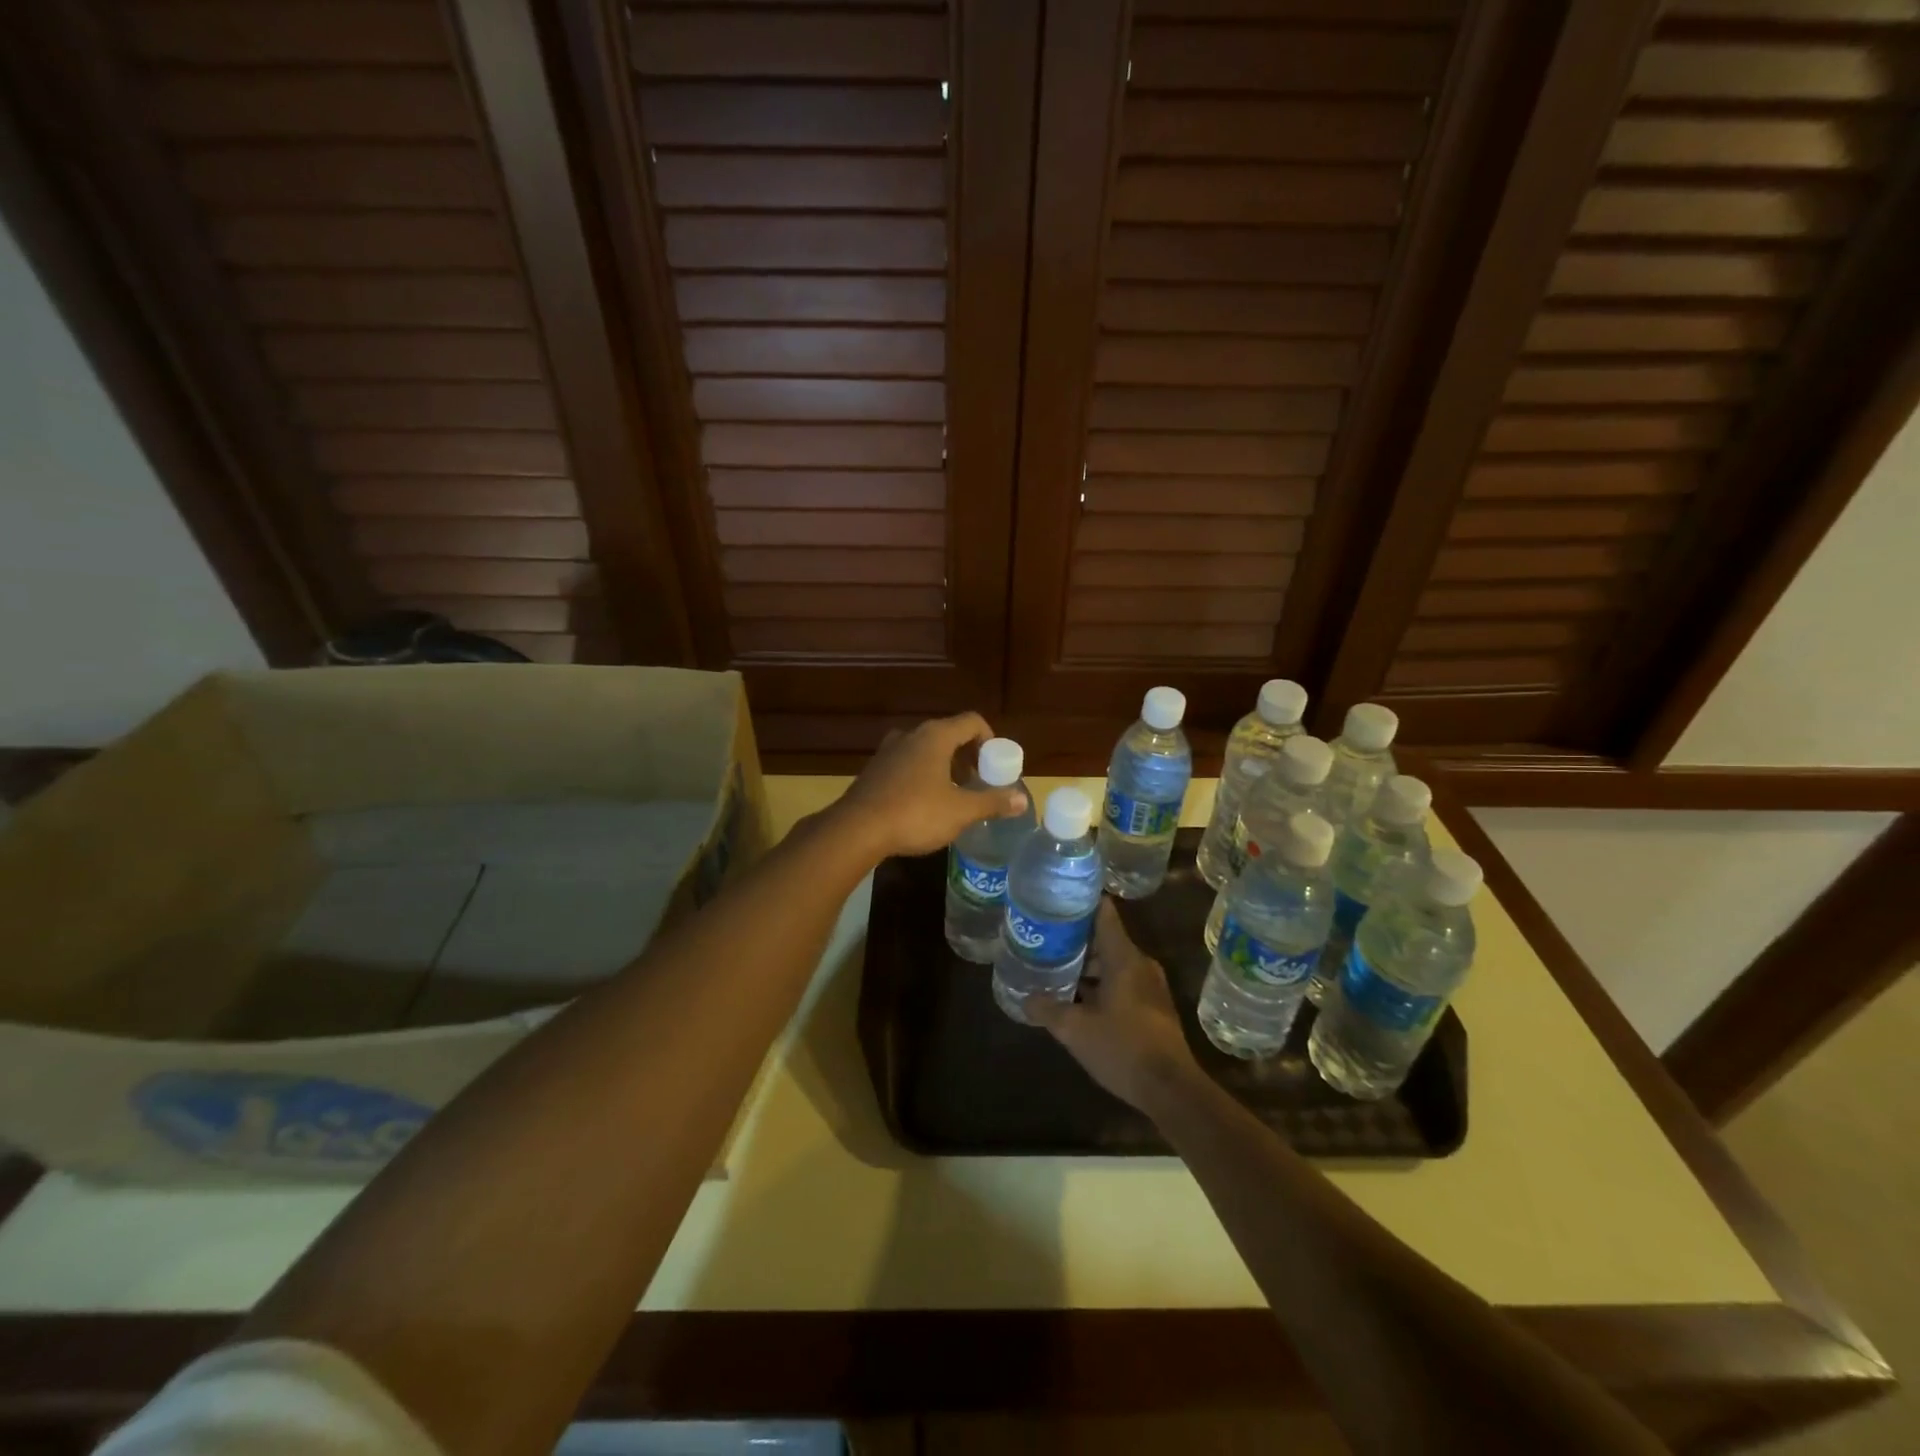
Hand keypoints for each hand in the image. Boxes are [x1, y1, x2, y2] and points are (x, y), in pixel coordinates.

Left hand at [835, 713, 1028, 859]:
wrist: (857, 830)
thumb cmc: (915, 813)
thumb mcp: (961, 811)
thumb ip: (992, 802)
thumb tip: (1022, 799)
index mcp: (935, 736)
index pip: (972, 721)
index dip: (989, 739)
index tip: (994, 765)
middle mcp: (911, 735)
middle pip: (948, 734)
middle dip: (966, 755)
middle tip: (977, 781)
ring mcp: (888, 751)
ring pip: (924, 749)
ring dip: (943, 766)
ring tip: (952, 794)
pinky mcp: (874, 770)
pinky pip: (906, 764)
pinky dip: (921, 775)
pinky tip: (922, 803)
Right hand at [1030, 899, 1200, 1113]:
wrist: (1171, 1090)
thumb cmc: (1122, 1049)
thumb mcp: (1075, 1030)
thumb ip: (1048, 1009)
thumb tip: (1025, 998)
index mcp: (1124, 957)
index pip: (1103, 912)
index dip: (1080, 902)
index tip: (1055, 900)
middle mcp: (1140, 963)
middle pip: (1105, 938)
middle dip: (1075, 939)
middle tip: (1044, 939)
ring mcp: (1150, 985)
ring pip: (1113, 962)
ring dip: (1087, 965)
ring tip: (1054, 968)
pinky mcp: (1153, 1006)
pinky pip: (1122, 982)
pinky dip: (1100, 983)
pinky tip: (1078, 999)